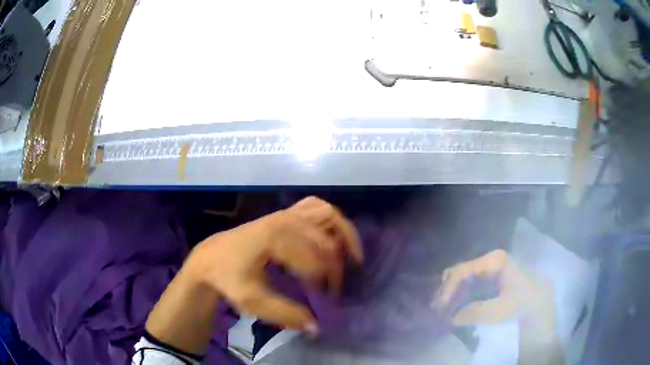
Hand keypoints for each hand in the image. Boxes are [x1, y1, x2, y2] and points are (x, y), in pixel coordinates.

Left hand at [186, 196, 362, 331]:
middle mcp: (284, 220)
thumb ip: (284, 315)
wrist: (210, 258)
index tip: (327, 299)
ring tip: (352, 257)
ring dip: (344, 234)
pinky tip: (334, 236)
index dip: (327, 281)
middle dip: (336, 265)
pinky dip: (331, 219)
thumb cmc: (229, 278)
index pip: (315, 259)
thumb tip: (316, 327)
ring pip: (327, 214)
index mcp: (274, 239)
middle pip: (325, 239)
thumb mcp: (251, 301)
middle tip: (335, 287)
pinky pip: (315, 206)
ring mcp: (284, 213)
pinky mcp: (284, 213)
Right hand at [432, 250, 555, 332]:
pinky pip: (469, 282)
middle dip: (446, 290)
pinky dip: (459, 294)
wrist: (540, 302)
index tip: (440, 308)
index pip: (462, 271)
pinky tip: (455, 305)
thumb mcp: (499, 310)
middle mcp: (489, 259)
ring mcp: (490, 266)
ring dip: (451, 293)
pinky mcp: (491, 275)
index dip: (448, 289)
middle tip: (438, 310)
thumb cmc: (522, 302)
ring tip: (443, 310)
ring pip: (462, 276)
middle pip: (460, 271)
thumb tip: (452, 317)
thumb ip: (474, 312)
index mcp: (493, 261)